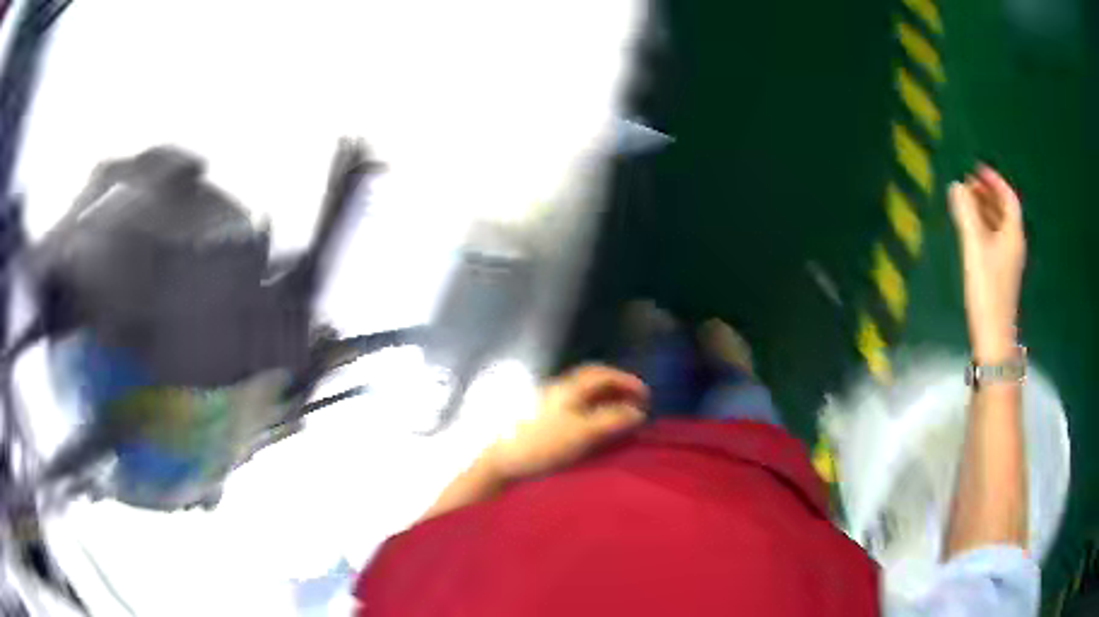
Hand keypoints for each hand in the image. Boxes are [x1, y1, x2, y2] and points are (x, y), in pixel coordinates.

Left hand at [485, 365, 648, 481]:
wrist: (501, 462)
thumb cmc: (542, 446)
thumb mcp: (582, 433)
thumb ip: (611, 420)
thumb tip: (637, 412)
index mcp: (567, 389)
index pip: (601, 374)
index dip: (626, 381)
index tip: (645, 395)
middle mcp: (557, 391)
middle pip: (591, 382)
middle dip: (616, 390)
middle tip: (635, 404)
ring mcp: (546, 405)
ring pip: (582, 396)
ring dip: (604, 401)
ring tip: (619, 417)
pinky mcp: (540, 422)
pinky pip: (573, 409)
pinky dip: (591, 413)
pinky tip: (593, 429)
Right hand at [948, 165, 1026, 361]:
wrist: (993, 335)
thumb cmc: (987, 289)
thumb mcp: (975, 247)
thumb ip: (966, 214)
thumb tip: (956, 186)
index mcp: (1013, 234)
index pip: (1008, 199)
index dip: (995, 181)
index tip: (978, 169)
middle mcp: (1014, 244)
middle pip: (1004, 211)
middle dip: (988, 193)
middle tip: (969, 182)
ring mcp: (1008, 260)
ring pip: (999, 226)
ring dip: (985, 210)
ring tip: (966, 201)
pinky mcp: (1001, 274)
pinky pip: (994, 239)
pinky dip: (983, 227)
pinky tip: (971, 230)